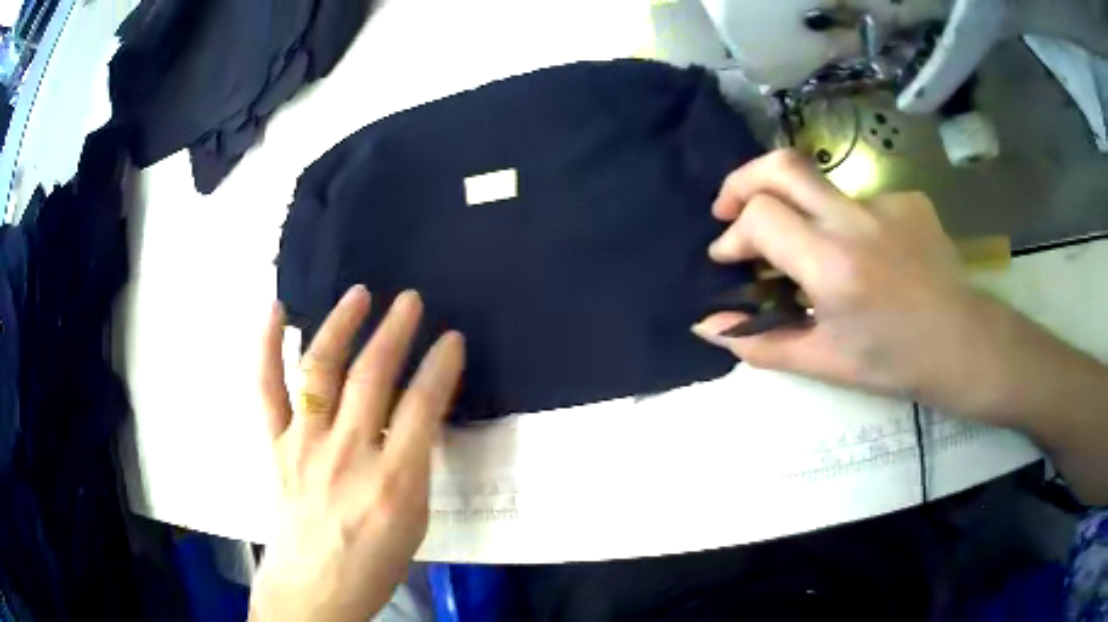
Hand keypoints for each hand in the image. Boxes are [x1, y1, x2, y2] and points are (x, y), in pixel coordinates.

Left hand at [250, 287, 464, 621]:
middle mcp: (346, 454)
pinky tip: (275, 311)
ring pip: (320, 370)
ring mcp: (305, 445)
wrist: (315, 586)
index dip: (440, 366)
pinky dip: (266, 346)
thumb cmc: (373, 563)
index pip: (422, 407)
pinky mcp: (276, 445)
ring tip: (359, 295)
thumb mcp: (414, 521)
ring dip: (341, 326)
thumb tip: (415, 418)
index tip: (451, 339)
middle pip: (372, 377)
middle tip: (411, 301)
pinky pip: (266, 388)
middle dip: (395, 331)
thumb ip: (414, 465)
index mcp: (392, 482)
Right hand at [692, 150, 991, 412]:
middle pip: (782, 165)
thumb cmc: (894, 363)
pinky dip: (849, 224)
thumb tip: (706, 325)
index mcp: (833, 266)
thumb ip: (760, 343)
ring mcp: (886, 202)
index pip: (761, 216)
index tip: (727, 257)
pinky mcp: (908, 199)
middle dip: (743, 181)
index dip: (733, 234)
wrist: (964, 345)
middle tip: (730, 208)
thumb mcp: (824, 362)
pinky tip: (868, 257)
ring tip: (818, 256)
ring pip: (822, 188)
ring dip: (802, 214)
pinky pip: (861, 202)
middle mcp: (856, 220)